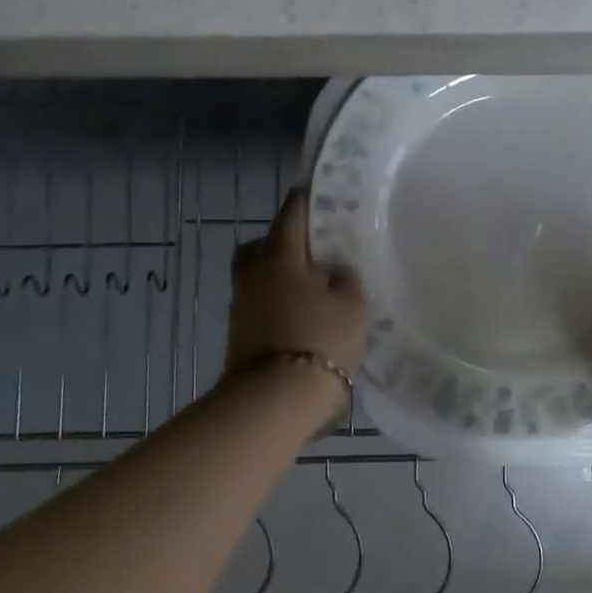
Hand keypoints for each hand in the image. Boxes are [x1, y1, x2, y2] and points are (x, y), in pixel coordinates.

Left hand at [225, 189, 369, 379]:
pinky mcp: (239, 334)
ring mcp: (241, 305)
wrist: (276, 400)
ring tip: (314, 288)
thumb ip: (346, 278)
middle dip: (284, 241)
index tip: (321, 191)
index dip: (307, 198)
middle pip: (263, 244)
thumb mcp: (352, 304)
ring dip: (281, 276)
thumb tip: (335, 271)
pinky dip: (278, 303)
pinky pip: (260, 304)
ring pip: (259, 276)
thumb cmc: (320, 339)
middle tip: (313, 250)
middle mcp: (254, 272)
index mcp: (281, 254)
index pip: (292, 212)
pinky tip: (303, 315)